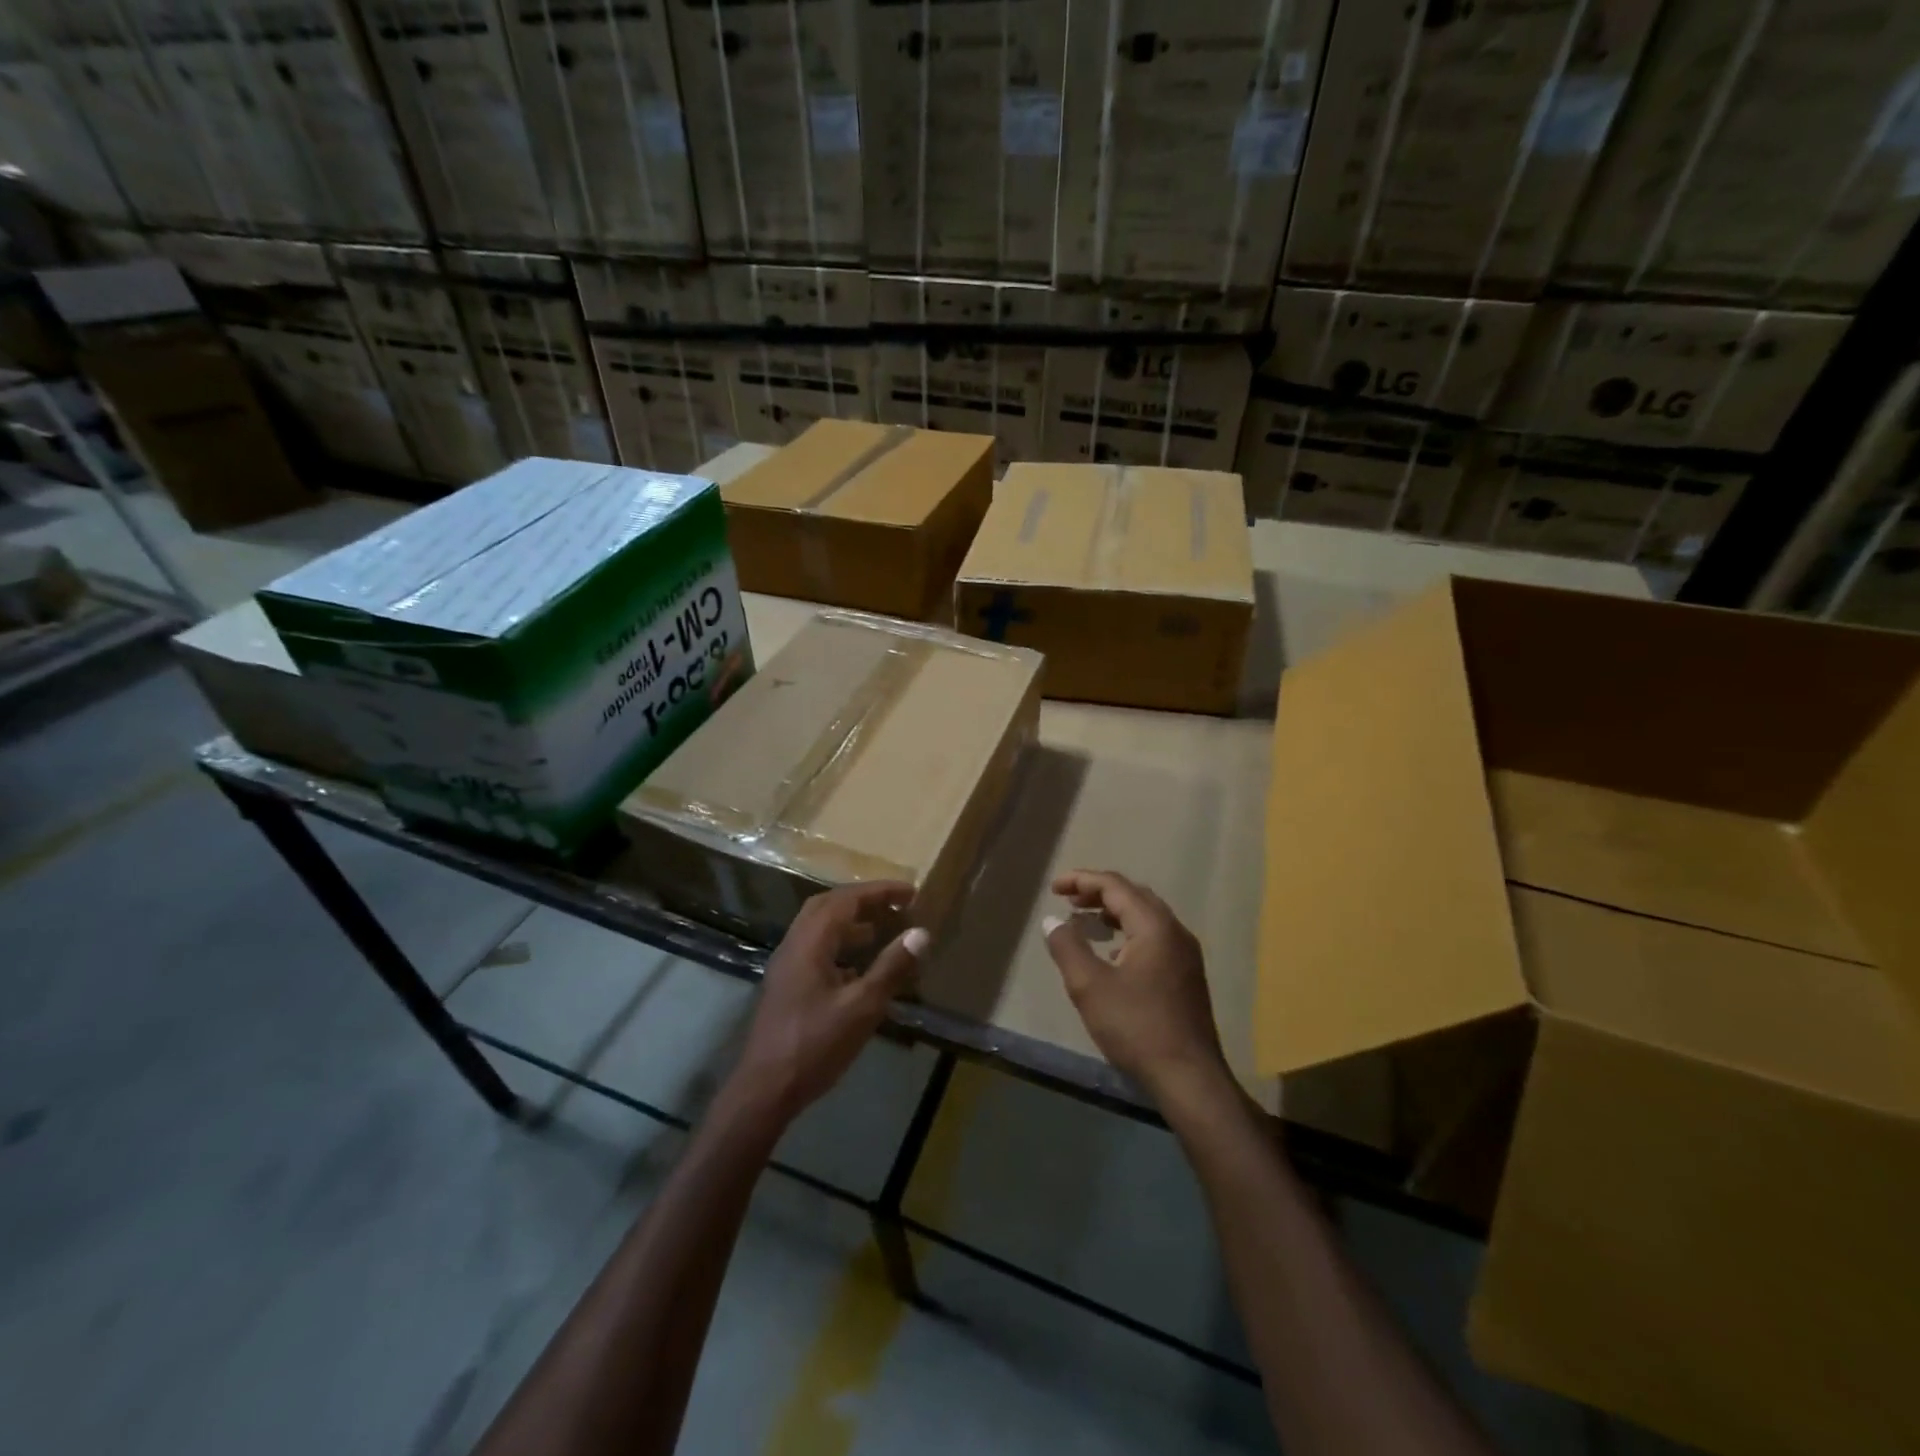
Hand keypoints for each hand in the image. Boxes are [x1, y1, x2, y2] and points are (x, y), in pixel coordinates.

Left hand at [728, 882, 928, 1124]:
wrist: (765, 1089)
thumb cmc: (815, 1045)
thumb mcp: (862, 1007)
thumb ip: (891, 967)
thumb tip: (921, 933)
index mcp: (810, 942)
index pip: (846, 899)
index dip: (880, 891)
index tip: (911, 892)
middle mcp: (794, 945)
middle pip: (828, 906)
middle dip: (863, 900)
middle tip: (895, 905)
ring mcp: (786, 966)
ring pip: (819, 928)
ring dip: (850, 921)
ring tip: (882, 930)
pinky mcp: (786, 986)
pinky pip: (815, 949)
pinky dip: (839, 945)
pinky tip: (858, 968)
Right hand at [1043, 870, 1228, 1102]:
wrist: (1189, 1078)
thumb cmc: (1136, 1027)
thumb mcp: (1090, 987)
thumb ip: (1068, 947)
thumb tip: (1052, 920)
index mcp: (1154, 926)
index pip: (1115, 886)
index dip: (1081, 880)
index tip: (1054, 888)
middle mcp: (1175, 931)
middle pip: (1134, 895)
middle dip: (1098, 892)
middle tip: (1068, 900)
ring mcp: (1185, 954)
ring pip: (1146, 917)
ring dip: (1114, 912)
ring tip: (1085, 921)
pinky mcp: (1187, 975)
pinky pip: (1154, 937)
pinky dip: (1128, 933)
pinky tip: (1112, 954)